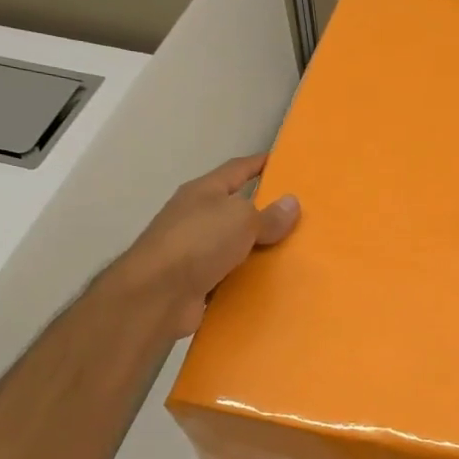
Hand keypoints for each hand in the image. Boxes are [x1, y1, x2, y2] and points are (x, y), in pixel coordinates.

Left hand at [115, 155, 299, 337]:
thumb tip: (291, 203)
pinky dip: (248, 279)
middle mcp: (196, 217)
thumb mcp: (240, 219)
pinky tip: (272, 285)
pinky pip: (231, 277)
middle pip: (237, 209)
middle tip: (302, 217)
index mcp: (203, 192)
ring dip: (259, 250)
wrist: (156, 295)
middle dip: (265, 213)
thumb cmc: (198, 242)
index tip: (284, 163)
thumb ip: (268, 215)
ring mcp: (194, 252)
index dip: (259, 164)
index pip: (236, 169)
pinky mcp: (196, 282)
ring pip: (235, 246)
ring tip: (295, 254)